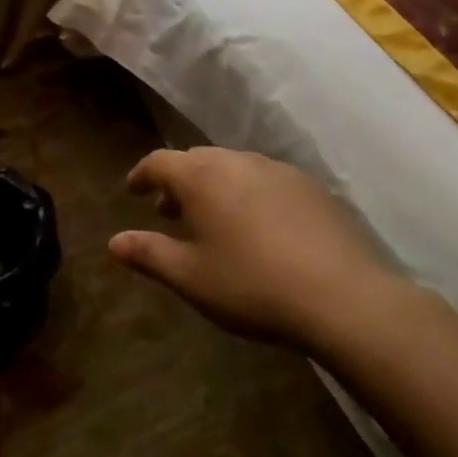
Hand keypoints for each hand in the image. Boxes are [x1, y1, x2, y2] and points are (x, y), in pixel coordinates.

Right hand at [111, 146, 402, 351]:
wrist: (343, 296)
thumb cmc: (252, 285)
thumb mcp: (191, 277)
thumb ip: (150, 254)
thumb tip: (114, 242)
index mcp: (201, 177)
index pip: (159, 162)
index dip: (142, 175)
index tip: (133, 191)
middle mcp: (237, 161)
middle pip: (197, 160)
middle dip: (178, 182)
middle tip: (169, 211)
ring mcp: (277, 170)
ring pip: (233, 167)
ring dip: (214, 186)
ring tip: (213, 221)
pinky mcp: (310, 187)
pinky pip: (265, 180)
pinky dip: (248, 193)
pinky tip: (258, 228)